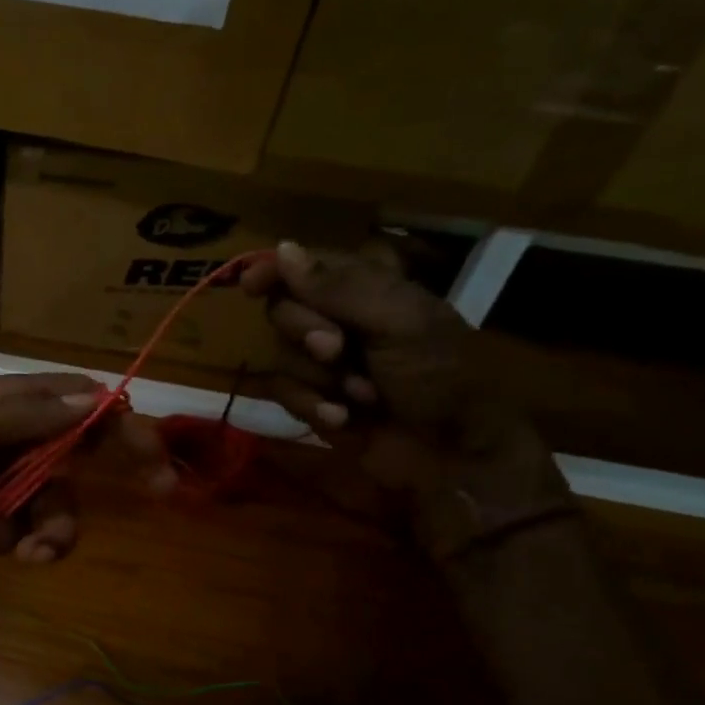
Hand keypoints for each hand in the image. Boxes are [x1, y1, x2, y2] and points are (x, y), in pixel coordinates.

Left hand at [0, 373, 173, 564]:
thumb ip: (33, 416)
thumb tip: (97, 396)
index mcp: (6, 402)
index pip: (77, 403)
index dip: (120, 424)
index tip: (157, 456)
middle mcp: (9, 435)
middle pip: (73, 460)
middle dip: (88, 490)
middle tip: (151, 501)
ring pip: (49, 504)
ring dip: (42, 528)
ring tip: (22, 549)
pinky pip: (18, 529)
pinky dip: (2, 537)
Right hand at [243, 241, 569, 557]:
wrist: (452, 455)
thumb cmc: (439, 377)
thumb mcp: (399, 322)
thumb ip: (339, 287)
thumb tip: (281, 248)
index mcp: (367, 290)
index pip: (305, 267)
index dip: (273, 271)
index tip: (252, 285)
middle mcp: (338, 321)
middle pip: (282, 310)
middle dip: (305, 332)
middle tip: (337, 349)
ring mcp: (324, 365)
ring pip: (280, 356)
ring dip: (318, 378)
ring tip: (360, 395)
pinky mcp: (313, 401)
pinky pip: (283, 394)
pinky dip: (311, 406)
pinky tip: (343, 419)